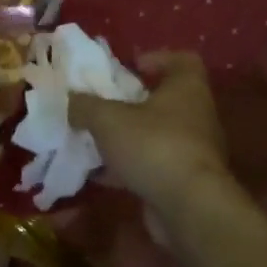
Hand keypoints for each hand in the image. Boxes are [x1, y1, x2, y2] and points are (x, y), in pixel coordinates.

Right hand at [69, 51, 236, 214]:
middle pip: (165, 99)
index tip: (130, 67)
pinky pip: (151, 165)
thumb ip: (85, 106)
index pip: (183, 60)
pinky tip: (98, 174)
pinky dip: (127, 167)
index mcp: (187, 88)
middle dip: (132, 102)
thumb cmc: (153, 146)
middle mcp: (196, 115)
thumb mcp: (108, 119)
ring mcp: (192, 150)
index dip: (157, 58)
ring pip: (155, 135)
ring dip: (126, 137)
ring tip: (94, 140)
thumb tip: (71, 100)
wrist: (188, 207)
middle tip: (102, 105)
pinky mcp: (183, 181)